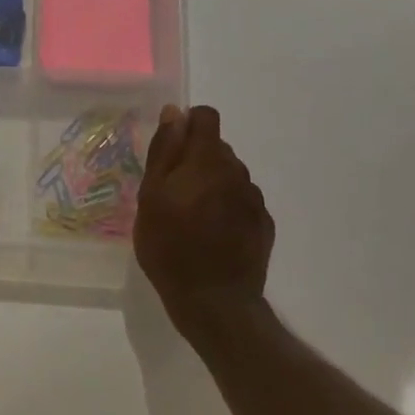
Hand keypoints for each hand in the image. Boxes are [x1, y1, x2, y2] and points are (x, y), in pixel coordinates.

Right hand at [134, 104, 275, 335]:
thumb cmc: (169, 245)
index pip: (206, 117)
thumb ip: (165, 151)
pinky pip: (241, 201)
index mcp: (207, 161)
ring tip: (191, 217)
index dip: (186, 126)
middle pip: (216, 148)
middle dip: (195, 160)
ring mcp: (254, 199)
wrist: (214, 301)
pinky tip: (211, 234)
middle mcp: (237, 172)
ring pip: (229, 175)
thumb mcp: (151, 196)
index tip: (170, 152)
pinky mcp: (263, 224)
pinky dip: (226, 207)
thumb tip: (175, 113)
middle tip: (172, 193)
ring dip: (211, 184)